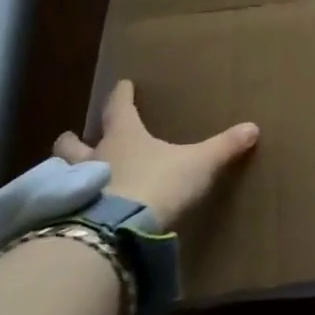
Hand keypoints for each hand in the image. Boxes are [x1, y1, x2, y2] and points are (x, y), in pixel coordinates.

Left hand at [53, 80, 258, 229]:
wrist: (118, 230)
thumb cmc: (159, 183)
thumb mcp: (200, 164)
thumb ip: (224, 147)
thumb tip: (253, 128)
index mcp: (125, 137)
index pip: (120, 108)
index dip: (122, 95)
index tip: (123, 84)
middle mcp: (95, 156)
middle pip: (75, 143)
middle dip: (74, 139)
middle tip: (73, 136)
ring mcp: (75, 188)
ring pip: (61, 172)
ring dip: (63, 170)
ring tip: (66, 174)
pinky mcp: (68, 217)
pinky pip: (62, 205)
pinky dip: (65, 203)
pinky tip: (71, 210)